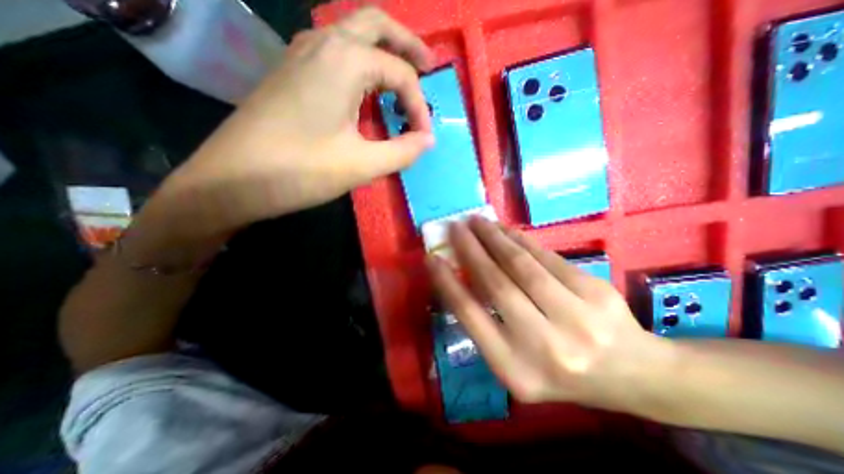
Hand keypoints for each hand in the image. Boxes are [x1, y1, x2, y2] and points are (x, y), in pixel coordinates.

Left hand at [168, 6, 437, 228]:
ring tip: (401, 79)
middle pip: (376, 24)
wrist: (231, 179)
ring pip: (352, 33)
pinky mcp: (291, 73)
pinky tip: (365, 89)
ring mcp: (301, 54)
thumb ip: (402, 151)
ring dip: (382, 50)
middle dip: (408, 45)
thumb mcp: (362, 165)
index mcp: (345, 60)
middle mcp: (323, 43)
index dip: (419, 107)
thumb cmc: (300, 170)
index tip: (423, 137)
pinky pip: (335, 52)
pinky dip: (360, 63)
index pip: (401, 74)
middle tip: (429, 68)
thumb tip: (427, 140)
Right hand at [429, 217, 673, 411]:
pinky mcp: (595, 293)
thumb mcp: (516, 361)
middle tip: (455, 228)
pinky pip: (546, 257)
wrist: (633, 375)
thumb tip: (462, 275)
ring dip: (494, 238)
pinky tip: (505, 229)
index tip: (432, 258)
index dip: (448, 283)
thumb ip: (487, 324)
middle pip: (496, 285)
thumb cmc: (561, 372)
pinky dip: (521, 240)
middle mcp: (544, 347)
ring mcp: (575, 318)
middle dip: (471, 251)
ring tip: (477, 222)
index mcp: (516, 370)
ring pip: (522, 266)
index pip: (471, 316)